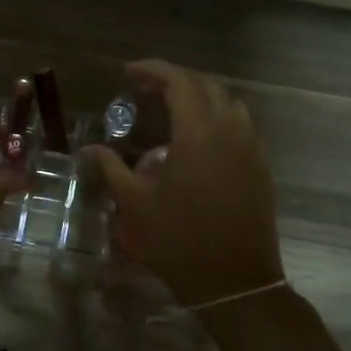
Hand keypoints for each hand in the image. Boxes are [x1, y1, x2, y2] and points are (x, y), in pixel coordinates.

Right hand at [82, 61, 284, 307]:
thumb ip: (111, 168)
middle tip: (145, 89)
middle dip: (174, 79)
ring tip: (171, 109)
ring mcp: (250, 147)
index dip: (152, 70)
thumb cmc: (178, 241)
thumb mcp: (134, 205)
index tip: (128, 73)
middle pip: (205, 85)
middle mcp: (229, 129)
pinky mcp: (260, 165)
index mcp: (198, 132)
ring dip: (199, 96)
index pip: (178, 81)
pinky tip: (198, 138)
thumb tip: (89, 148)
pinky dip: (217, 116)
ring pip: (228, 102)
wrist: (234, 281)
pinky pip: (240, 124)